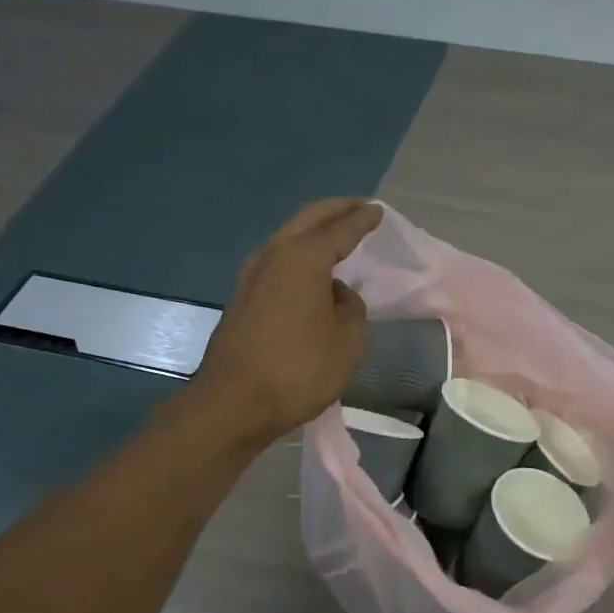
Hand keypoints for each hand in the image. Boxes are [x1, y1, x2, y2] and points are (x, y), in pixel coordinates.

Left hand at [194, 199, 381, 444]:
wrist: (234, 403)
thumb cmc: (299, 371)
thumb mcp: (347, 343)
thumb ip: (352, 309)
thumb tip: (338, 295)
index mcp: (304, 258)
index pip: (341, 229)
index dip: (362, 219)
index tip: (379, 212)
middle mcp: (274, 255)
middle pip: (309, 219)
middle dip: (337, 210)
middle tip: (360, 209)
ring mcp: (253, 274)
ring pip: (289, 237)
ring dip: (315, 231)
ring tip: (339, 235)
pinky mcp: (244, 296)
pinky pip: (279, 260)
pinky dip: (301, 254)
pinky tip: (314, 269)